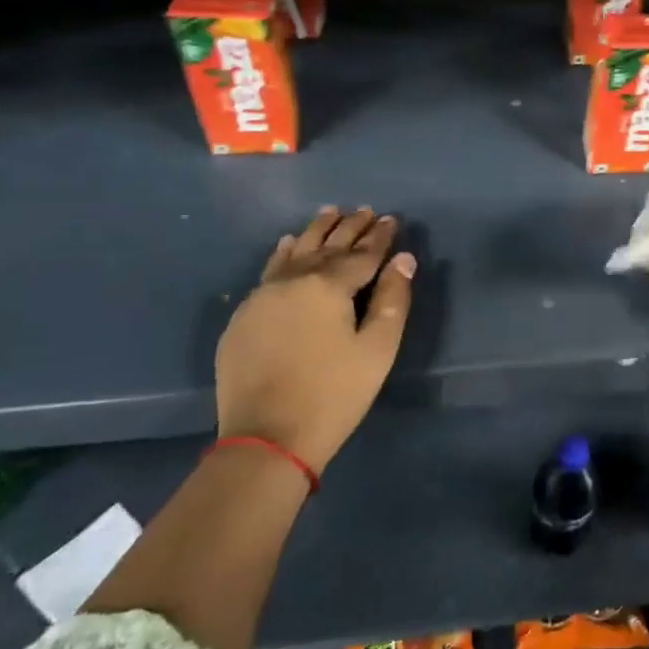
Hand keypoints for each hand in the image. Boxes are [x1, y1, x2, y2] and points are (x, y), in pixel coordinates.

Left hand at [215, 206, 416, 472]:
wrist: (266, 439)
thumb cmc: (334, 394)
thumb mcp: (377, 349)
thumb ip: (392, 299)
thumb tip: (403, 259)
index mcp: (328, 286)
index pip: (362, 254)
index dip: (379, 236)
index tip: (391, 218)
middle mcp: (293, 280)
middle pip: (327, 246)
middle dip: (349, 227)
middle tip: (364, 210)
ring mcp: (263, 297)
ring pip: (295, 252)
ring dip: (315, 231)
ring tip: (329, 212)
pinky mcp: (244, 316)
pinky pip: (269, 271)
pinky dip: (283, 253)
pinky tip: (287, 243)